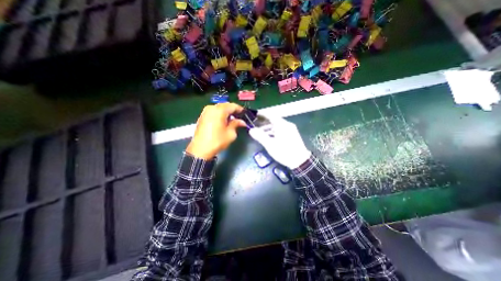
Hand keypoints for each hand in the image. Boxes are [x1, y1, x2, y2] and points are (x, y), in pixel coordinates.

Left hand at [185, 103, 245, 160]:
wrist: (200, 150)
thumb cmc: (217, 141)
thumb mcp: (230, 133)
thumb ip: (236, 124)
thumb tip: (241, 121)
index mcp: (219, 110)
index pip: (233, 106)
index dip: (240, 109)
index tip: (245, 114)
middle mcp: (211, 108)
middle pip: (225, 105)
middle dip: (233, 111)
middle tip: (239, 117)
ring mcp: (205, 111)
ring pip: (219, 108)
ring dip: (226, 113)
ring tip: (232, 120)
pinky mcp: (202, 116)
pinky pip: (213, 112)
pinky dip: (220, 115)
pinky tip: (223, 121)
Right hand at [250, 114, 308, 169]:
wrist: (300, 161)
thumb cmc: (284, 152)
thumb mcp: (270, 145)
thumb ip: (260, 136)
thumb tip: (251, 130)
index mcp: (282, 125)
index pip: (270, 115)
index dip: (262, 114)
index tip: (255, 115)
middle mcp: (287, 125)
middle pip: (274, 120)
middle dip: (264, 123)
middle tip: (255, 125)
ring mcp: (291, 129)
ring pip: (277, 126)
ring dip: (268, 128)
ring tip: (260, 133)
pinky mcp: (292, 135)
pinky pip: (281, 130)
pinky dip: (274, 131)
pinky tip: (269, 137)